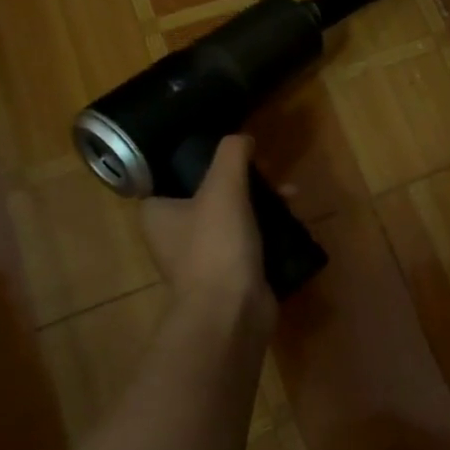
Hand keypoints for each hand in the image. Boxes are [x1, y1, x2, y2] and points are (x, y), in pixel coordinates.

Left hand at [140, 136, 274, 346]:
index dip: (201, 159)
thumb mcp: (223, 188)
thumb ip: (231, 156)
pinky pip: (250, 241)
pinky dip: (269, 229)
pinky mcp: (230, 273)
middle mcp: (174, 235)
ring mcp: (203, 257)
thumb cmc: (216, 246)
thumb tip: (242, 137)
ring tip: (291, 193)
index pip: (173, 175)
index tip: (231, 151)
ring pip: (234, 216)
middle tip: (268, 170)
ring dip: (262, 203)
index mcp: (157, 213)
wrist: (231, 312)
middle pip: (210, 193)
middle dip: (244, 180)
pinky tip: (293, 220)